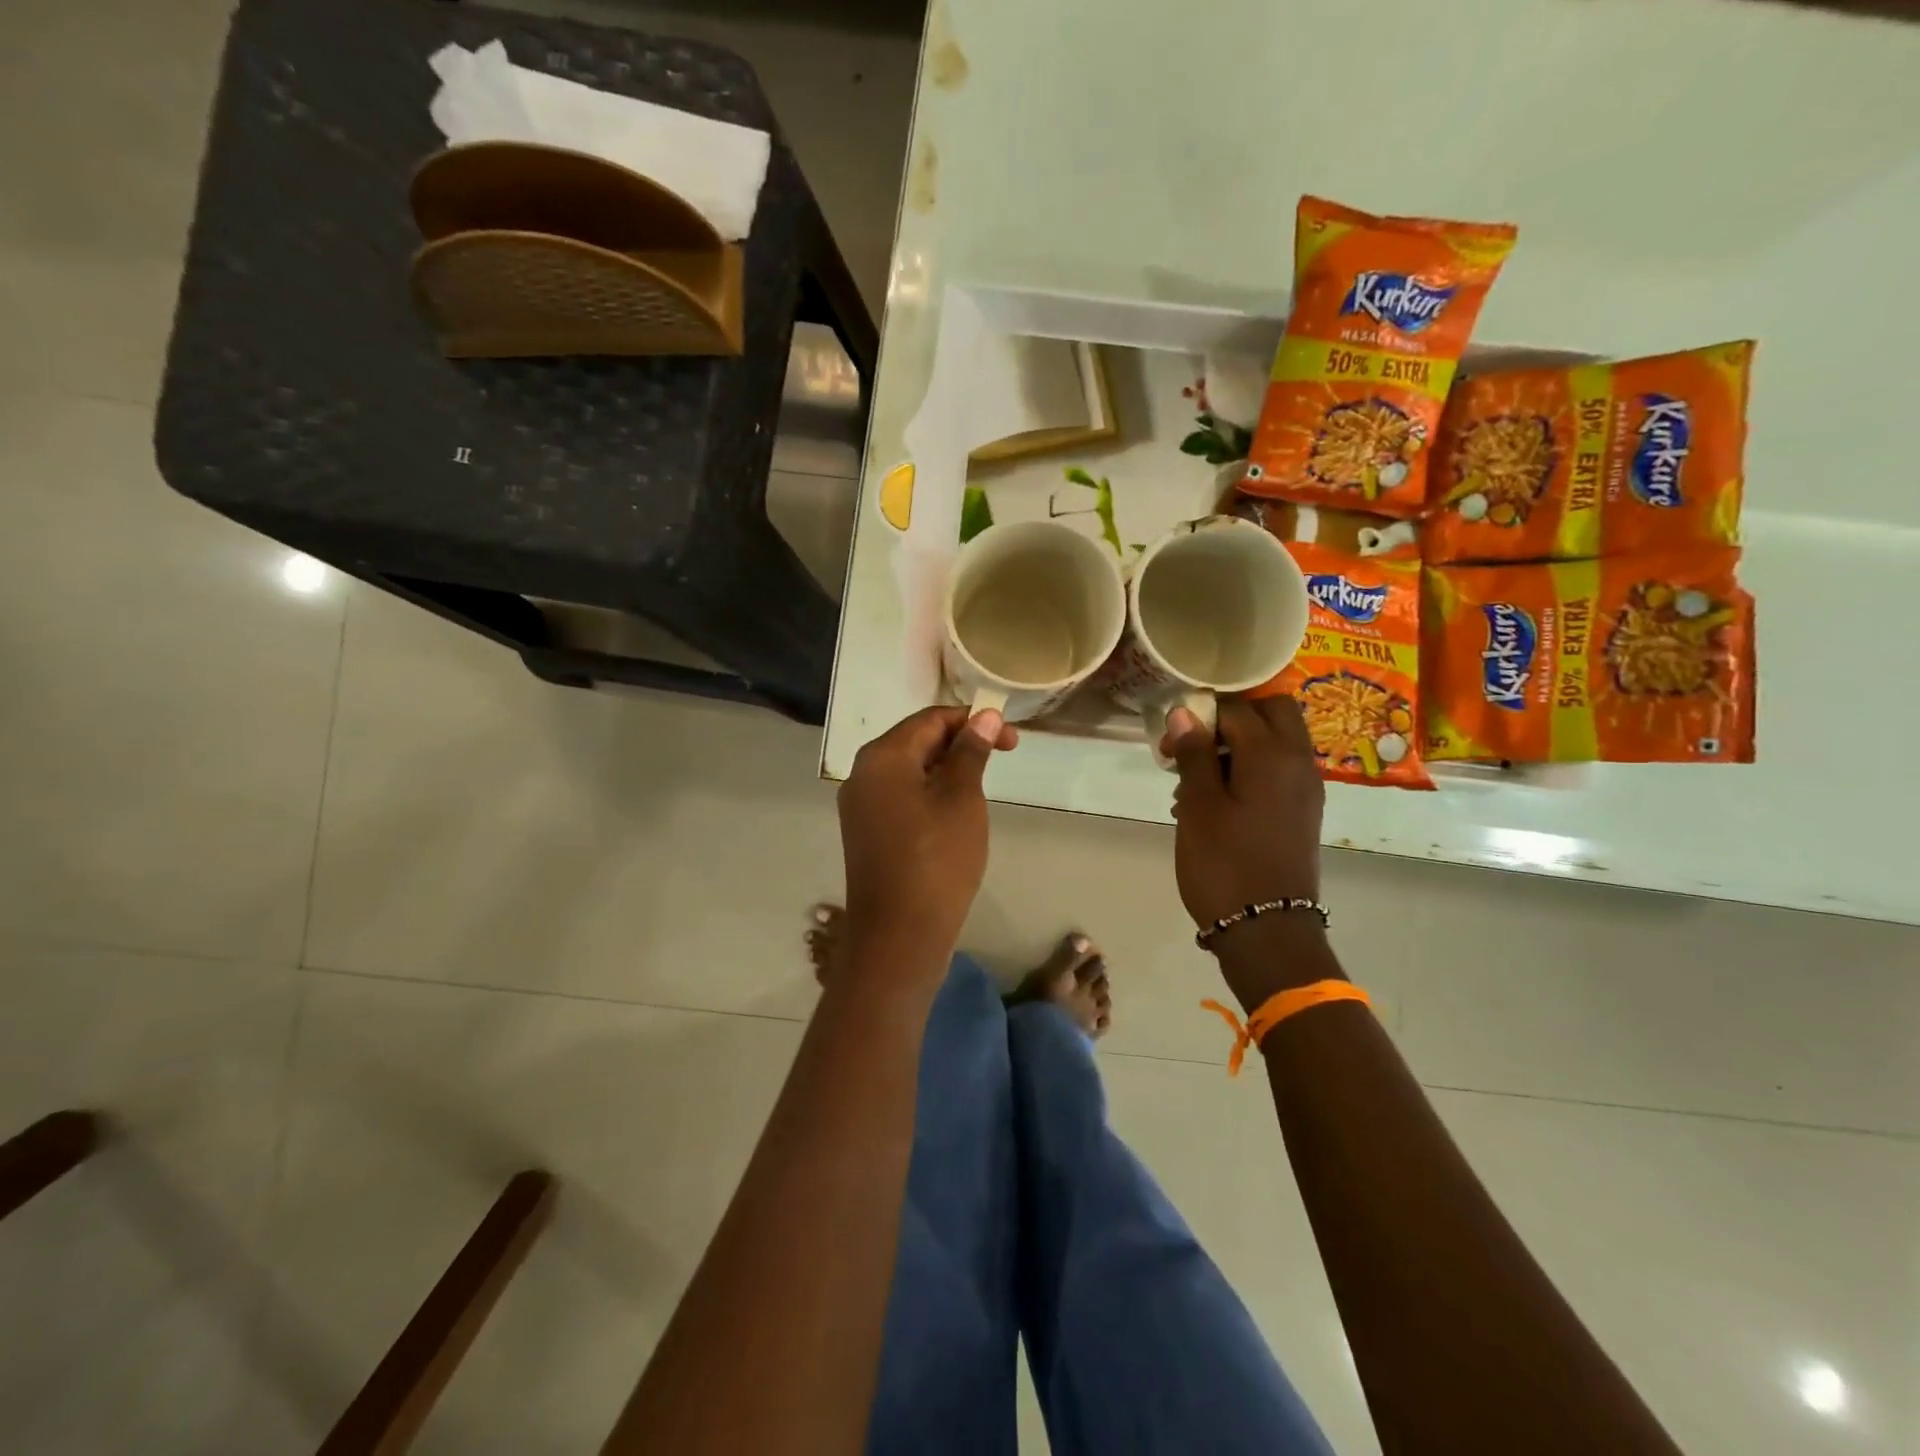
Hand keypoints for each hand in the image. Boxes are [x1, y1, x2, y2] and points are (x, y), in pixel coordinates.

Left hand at [838, 705, 1016, 958]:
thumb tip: (983, 716)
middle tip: (1000, 761)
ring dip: (947, 771)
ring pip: (909, 771)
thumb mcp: (962, 798)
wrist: (899, 936)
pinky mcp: (866, 833)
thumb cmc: (937, 859)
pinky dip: (930, 795)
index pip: (931, 719)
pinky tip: (953, 815)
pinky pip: (901, 798)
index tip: (1011, 741)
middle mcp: (862, 774)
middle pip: (916, 741)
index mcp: (882, 757)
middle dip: (960, 745)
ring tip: (980, 790)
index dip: (973, 722)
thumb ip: (970, 752)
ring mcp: (860, 806)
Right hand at [1162, 696, 1323, 927]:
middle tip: (1194, 745)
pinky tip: (1215, 802)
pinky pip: (1278, 770)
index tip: (1169, 742)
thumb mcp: (1199, 806)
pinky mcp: (1302, 811)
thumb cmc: (1224, 863)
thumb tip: (1184, 712)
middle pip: (1272, 712)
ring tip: (1195, 782)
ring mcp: (1305, 788)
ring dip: (1238, 745)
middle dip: (1231, 718)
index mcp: (1273, 754)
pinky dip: (1250, 770)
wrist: (1267, 930)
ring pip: (1275, 741)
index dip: (1199, 715)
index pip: (1237, 708)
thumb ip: (1194, 754)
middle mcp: (1299, 762)